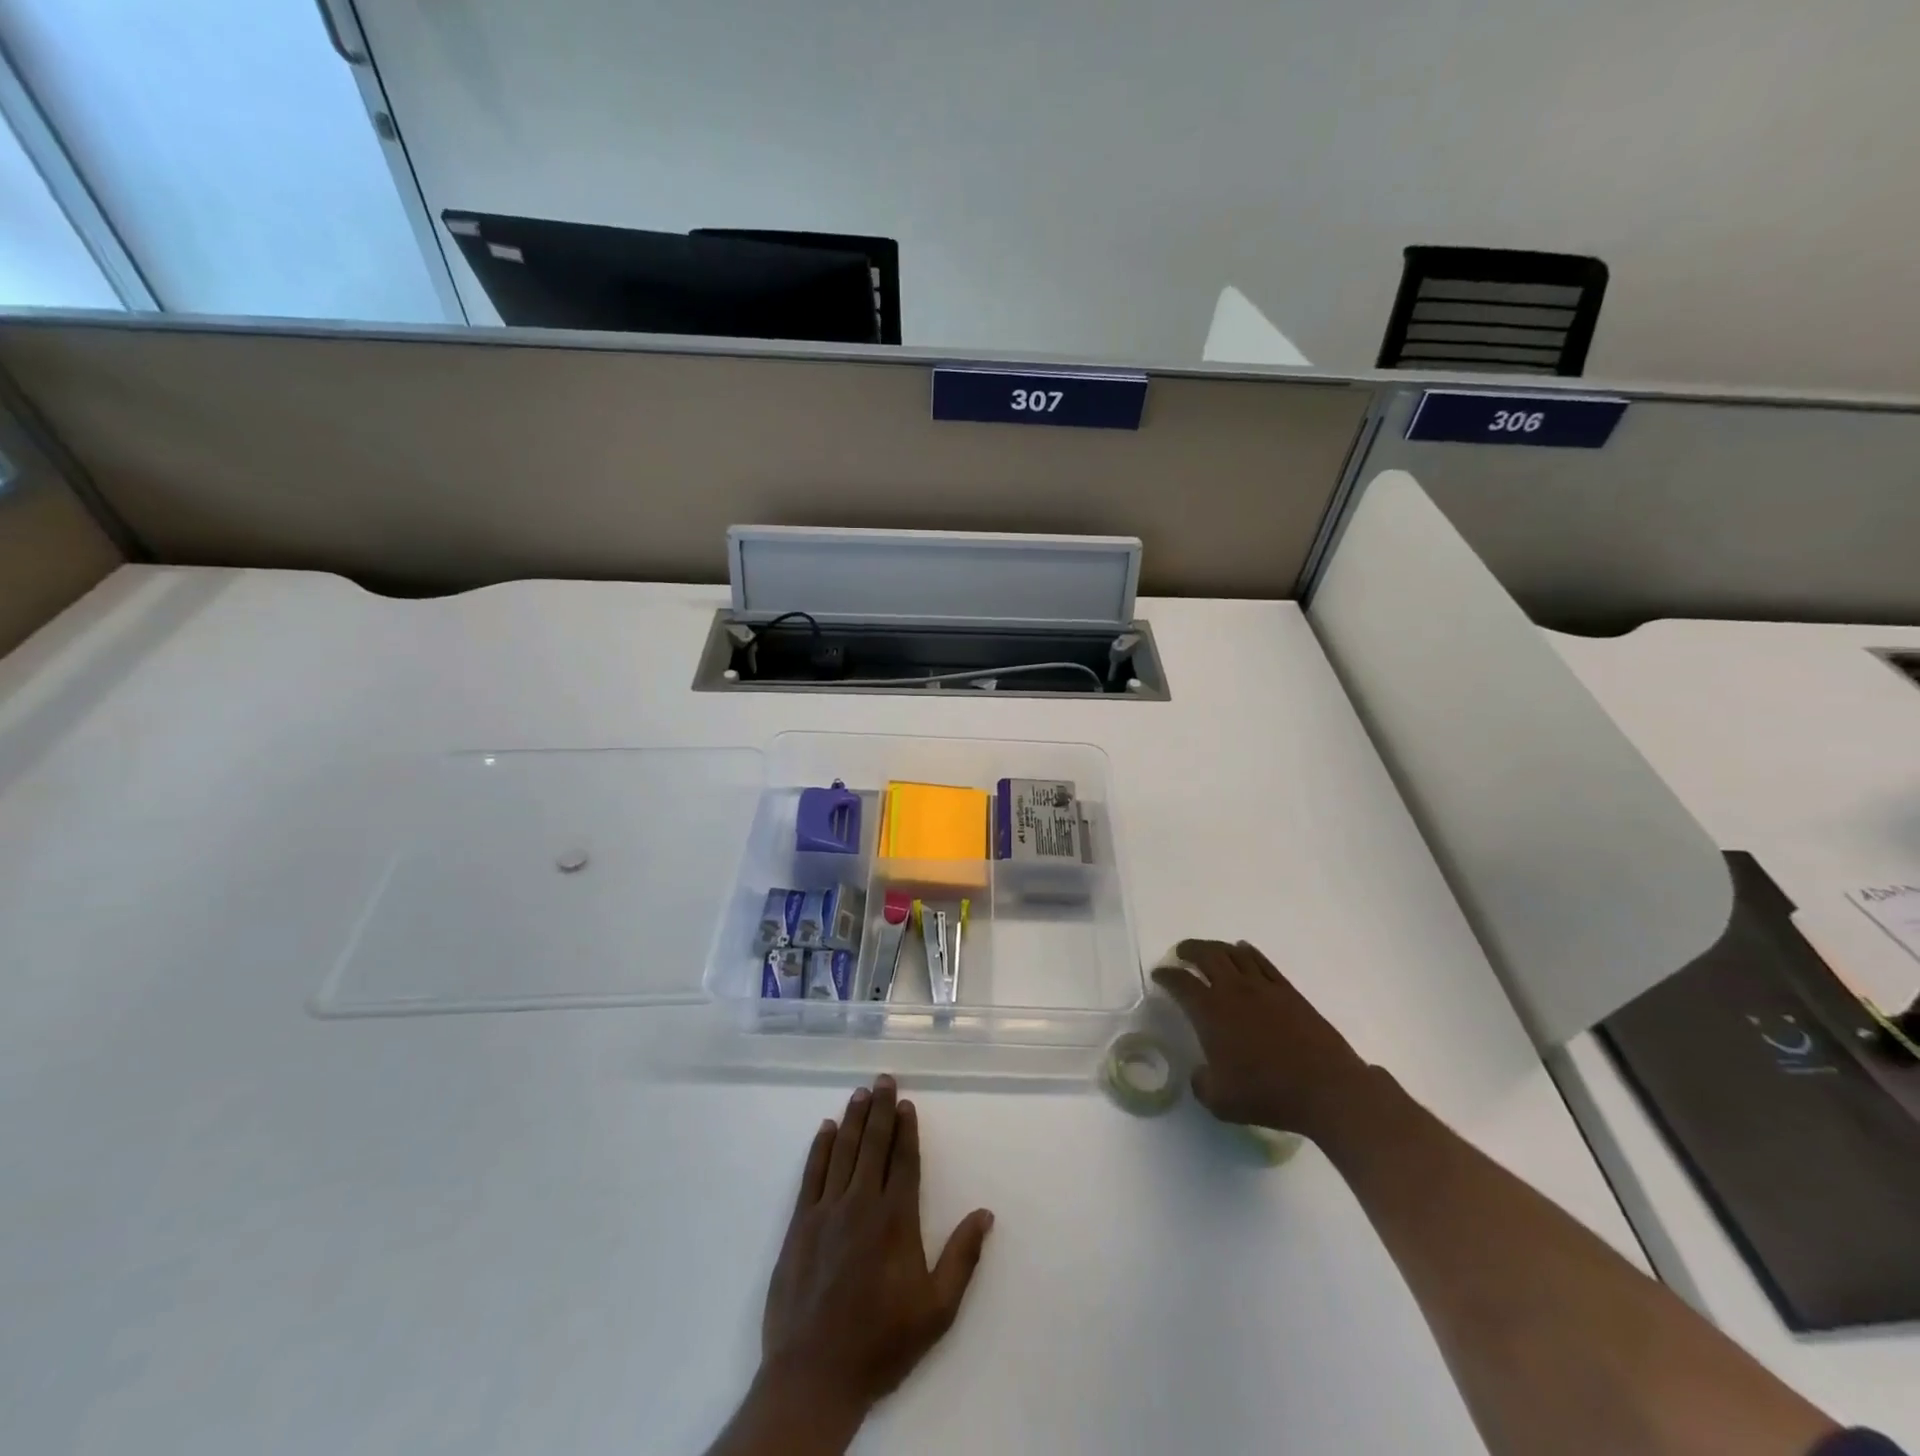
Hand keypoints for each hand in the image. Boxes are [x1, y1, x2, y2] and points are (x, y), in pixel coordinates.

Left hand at [760, 1075, 994, 1416]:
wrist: (814, 1375)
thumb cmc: (881, 1343)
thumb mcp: (936, 1311)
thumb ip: (962, 1258)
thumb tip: (985, 1214)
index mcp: (895, 1220)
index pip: (903, 1160)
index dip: (907, 1129)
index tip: (907, 1103)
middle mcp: (861, 1204)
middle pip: (873, 1145)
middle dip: (881, 1109)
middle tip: (884, 1079)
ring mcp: (826, 1211)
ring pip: (843, 1151)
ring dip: (854, 1119)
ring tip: (861, 1093)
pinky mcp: (799, 1225)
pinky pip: (812, 1174)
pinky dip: (820, 1148)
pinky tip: (826, 1129)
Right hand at [1152, 939, 1371, 1138]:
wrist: (1326, 1089)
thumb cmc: (1268, 1094)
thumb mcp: (1220, 1101)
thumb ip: (1202, 1083)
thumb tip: (1200, 1073)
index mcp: (1211, 1012)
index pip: (1181, 983)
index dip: (1166, 975)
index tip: (1159, 974)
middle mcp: (1234, 990)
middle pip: (1207, 955)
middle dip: (1189, 950)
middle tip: (1181, 953)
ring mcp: (1263, 987)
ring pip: (1234, 953)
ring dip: (1217, 947)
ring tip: (1210, 951)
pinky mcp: (1288, 991)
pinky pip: (1262, 962)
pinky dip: (1248, 952)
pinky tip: (1244, 953)